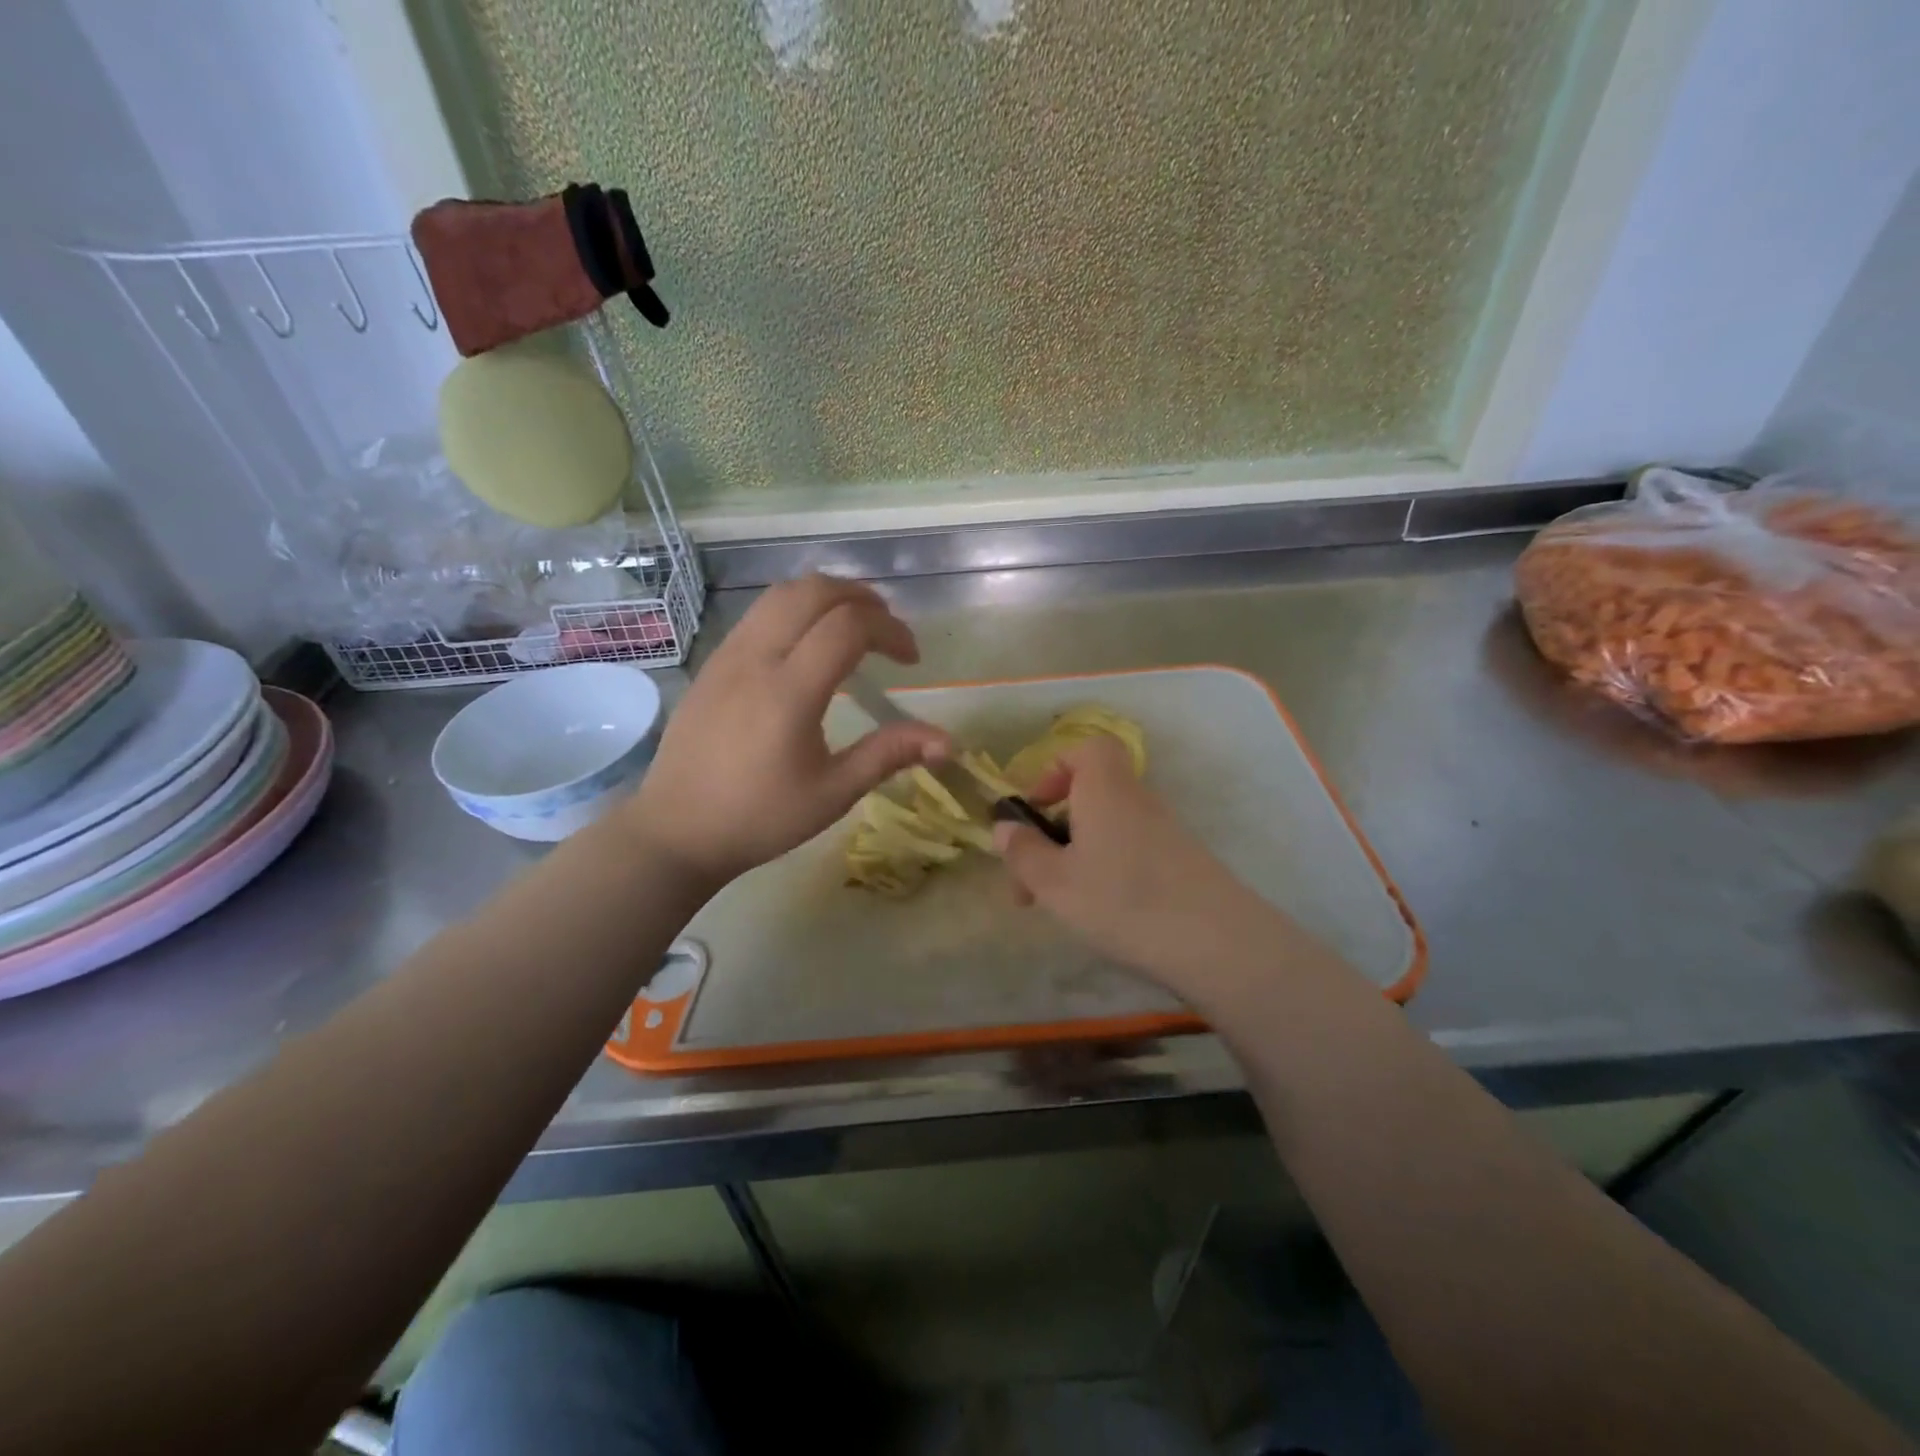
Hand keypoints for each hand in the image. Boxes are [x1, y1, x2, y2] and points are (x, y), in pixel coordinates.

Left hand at [627, 575, 950, 884]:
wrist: (676, 831)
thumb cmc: (760, 818)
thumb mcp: (833, 793)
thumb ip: (889, 755)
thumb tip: (948, 743)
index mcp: (789, 692)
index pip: (848, 626)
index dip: (891, 630)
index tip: (911, 660)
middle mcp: (756, 658)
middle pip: (814, 591)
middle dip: (862, 599)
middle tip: (888, 631)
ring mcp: (728, 655)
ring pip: (782, 593)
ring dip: (828, 596)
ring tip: (855, 626)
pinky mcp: (713, 662)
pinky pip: (760, 613)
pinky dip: (797, 609)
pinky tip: (809, 644)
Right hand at [994, 735, 1291, 994]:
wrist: (1217, 943)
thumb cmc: (1122, 900)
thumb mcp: (1054, 882)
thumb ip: (1023, 853)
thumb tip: (1004, 827)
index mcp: (1105, 788)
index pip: (1086, 749)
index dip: (1054, 770)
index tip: (1034, 809)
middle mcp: (1137, 799)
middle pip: (1090, 795)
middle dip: (1054, 829)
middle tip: (1030, 878)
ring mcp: (1165, 831)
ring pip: (1107, 829)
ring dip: (1076, 857)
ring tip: (1057, 905)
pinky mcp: (1182, 863)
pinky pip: (1131, 851)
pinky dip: (1107, 871)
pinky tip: (1101, 913)